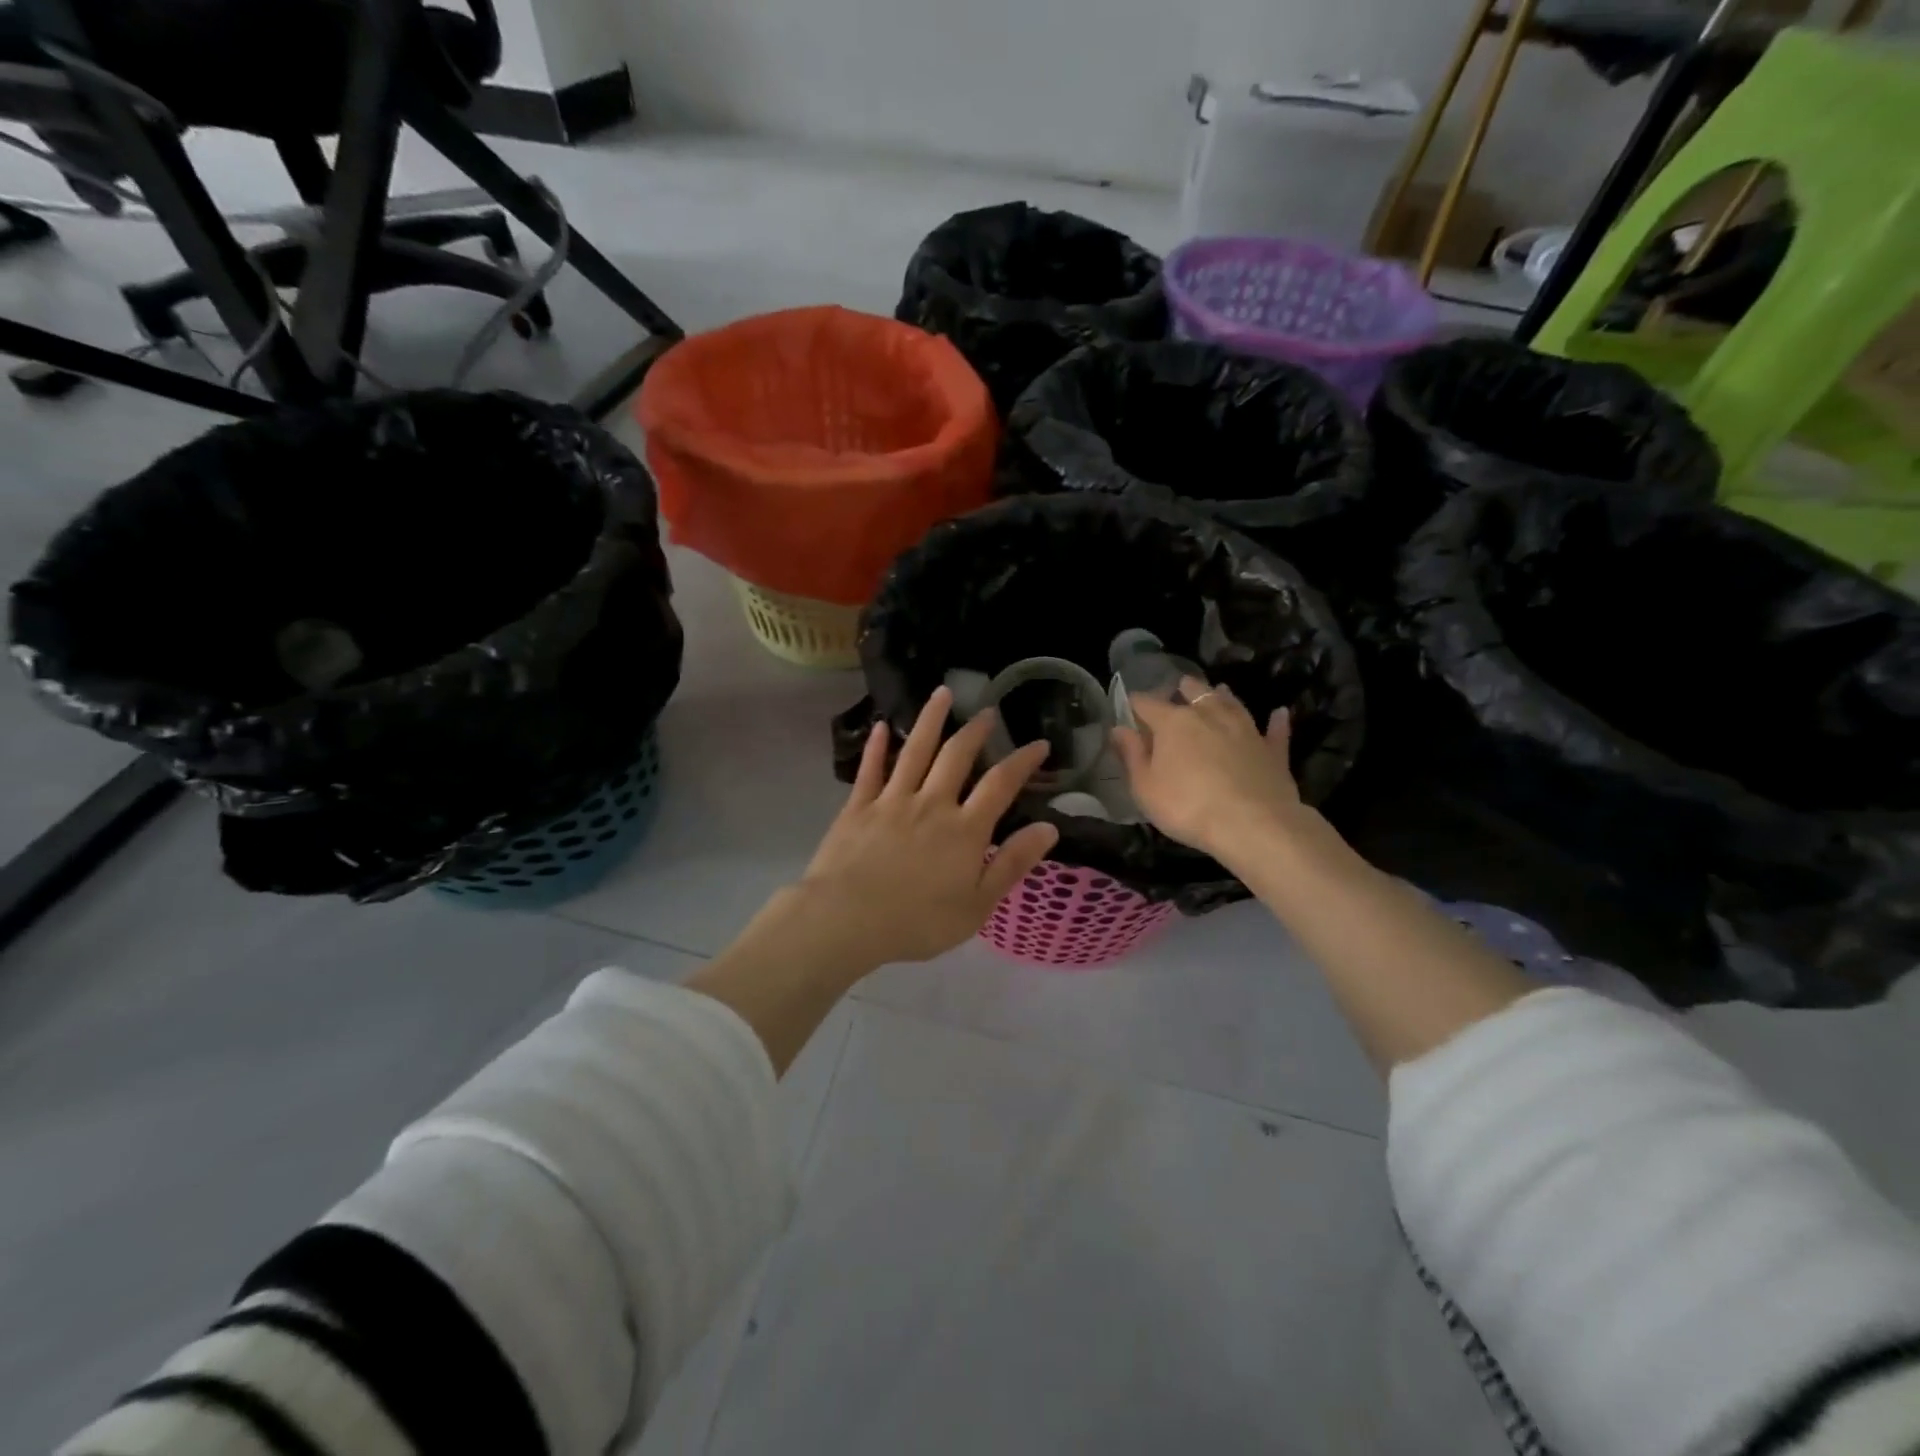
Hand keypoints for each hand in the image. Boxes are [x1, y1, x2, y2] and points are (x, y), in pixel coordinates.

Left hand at [790, 686, 1059, 970]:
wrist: (847, 919)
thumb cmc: (918, 921)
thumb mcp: (978, 904)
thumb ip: (1012, 863)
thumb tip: (1049, 828)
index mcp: (964, 829)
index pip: (1000, 784)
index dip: (1022, 761)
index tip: (1038, 744)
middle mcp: (932, 804)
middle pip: (957, 756)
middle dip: (975, 730)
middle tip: (987, 712)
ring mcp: (892, 801)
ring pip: (915, 751)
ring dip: (931, 719)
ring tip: (942, 693)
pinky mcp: (858, 807)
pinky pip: (870, 770)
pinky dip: (877, 747)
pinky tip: (882, 726)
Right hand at [1112, 677, 1301, 862]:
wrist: (1254, 825)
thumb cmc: (1187, 807)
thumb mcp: (1145, 787)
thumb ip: (1131, 755)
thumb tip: (1118, 728)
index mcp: (1173, 723)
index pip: (1146, 704)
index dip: (1135, 704)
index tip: (1129, 707)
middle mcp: (1209, 715)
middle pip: (1194, 693)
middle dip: (1183, 689)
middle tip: (1178, 687)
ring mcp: (1245, 729)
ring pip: (1232, 704)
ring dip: (1223, 696)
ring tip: (1219, 690)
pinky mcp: (1272, 750)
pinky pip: (1275, 731)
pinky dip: (1276, 722)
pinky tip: (1280, 713)